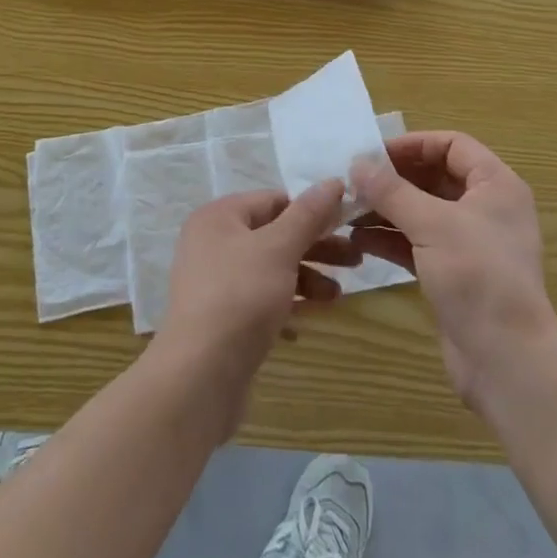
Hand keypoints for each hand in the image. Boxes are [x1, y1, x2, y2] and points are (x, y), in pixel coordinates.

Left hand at [156, 180, 360, 434]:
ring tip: (337, 297)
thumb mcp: (280, 248)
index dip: (311, 210)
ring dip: (306, 279)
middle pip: (274, 235)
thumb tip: (334, 181)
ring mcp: (215, 283)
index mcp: (219, 217)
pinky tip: (305, 323)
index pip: (273, 200)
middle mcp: (212, 243)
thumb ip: (308, 214)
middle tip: (356, 261)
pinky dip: (285, 306)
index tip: (347, 224)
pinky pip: (260, 301)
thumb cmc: (241, 297)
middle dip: (316, 248)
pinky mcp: (221, 319)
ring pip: (270, 270)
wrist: (200, 376)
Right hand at [352, 133, 556, 415]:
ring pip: (423, 212)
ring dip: (387, 209)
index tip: (373, 153)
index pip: (452, 145)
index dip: (413, 144)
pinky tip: (358, 240)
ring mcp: (470, 243)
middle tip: (353, 180)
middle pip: (435, 177)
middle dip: (394, 179)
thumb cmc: (477, 276)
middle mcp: (486, 208)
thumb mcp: (432, 225)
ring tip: (347, 209)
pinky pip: (418, 243)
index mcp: (496, 185)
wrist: (507, 361)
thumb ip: (392, 191)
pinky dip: (391, 238)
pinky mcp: (454, 273)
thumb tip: (357, 164)